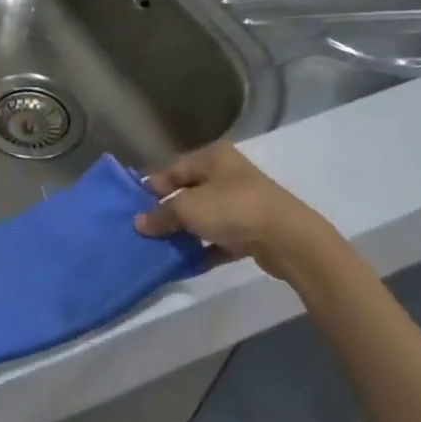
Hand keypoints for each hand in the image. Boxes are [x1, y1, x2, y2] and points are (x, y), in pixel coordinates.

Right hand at [133, 144, 334, 282]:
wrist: (288, 239)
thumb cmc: (232, 209)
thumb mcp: (187, 208)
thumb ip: (160, 215)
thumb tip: (138, 223)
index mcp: (213, 157)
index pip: (173, 170)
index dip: (151, 188)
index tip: (132, 208)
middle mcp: (228, 175)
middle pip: (188, 193)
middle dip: (166, 213)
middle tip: (143, 230)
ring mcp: (242, 203)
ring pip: (204, 217)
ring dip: (184, 233)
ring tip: (160, 248)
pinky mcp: (252, 230)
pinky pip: (220, 239)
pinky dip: (204, 249)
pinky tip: (186, 263)